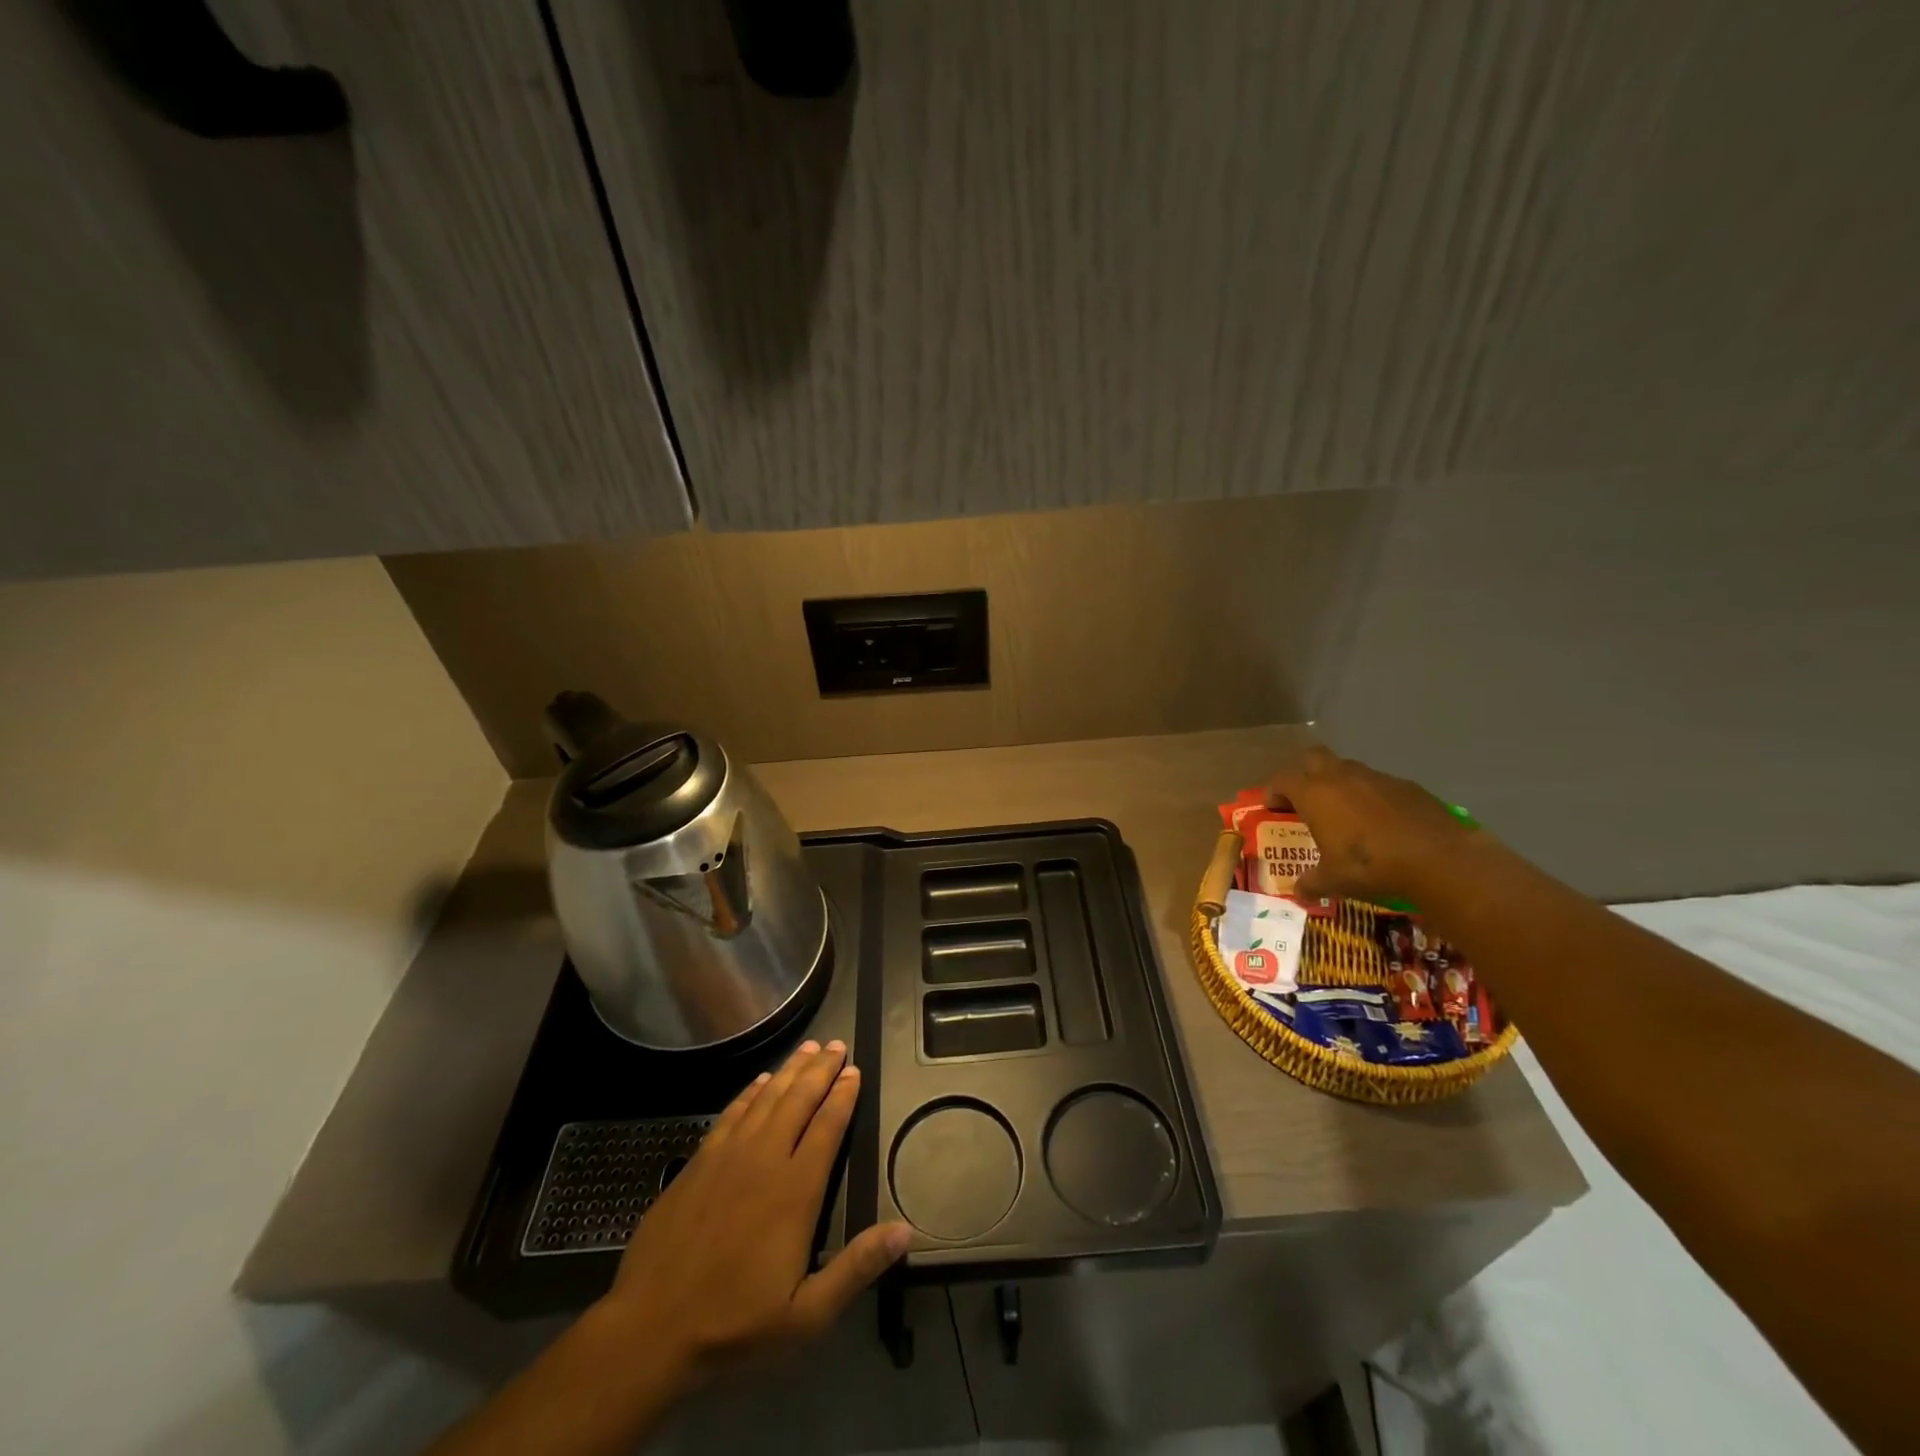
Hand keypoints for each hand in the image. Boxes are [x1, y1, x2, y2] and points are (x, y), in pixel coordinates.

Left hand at [598, 1039, 909, 1388]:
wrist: (649, 1329)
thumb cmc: (735, 1324)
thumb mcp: (806, 1315)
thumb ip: (856, 1267)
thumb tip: (905, 1231)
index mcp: (796, 1190)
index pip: (827, 1126)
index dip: (843, 1095)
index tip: (855, 1069)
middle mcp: (764, 1159)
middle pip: (798, 1100)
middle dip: (820, 1069)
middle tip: (835, 1044)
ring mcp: (727, 1156)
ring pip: (766, 1098)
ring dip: (789, 1070)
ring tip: (807, 1048)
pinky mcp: (698, 1162)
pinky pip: (731, 1113)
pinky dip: (749, 1091)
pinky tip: (759, 1081)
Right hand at [1265, 747, 1484, 903]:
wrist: (1439, 859)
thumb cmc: (1371, 865)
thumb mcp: (1334, 880)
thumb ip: (1311, 882)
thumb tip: (1298, 892)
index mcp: (1315, 793)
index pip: (1282, 779)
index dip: (1273, 791)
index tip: (1272, 807)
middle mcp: (1341, 777)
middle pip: (1312, 757)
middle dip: (1303, 773)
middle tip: (1304, 799)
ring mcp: (1376, 778)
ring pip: (1347, 769)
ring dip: (1339, 784)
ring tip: (1344, 813)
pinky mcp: (1406, 786)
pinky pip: (1378, 784)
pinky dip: (1371, 797)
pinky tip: (1380, 822)